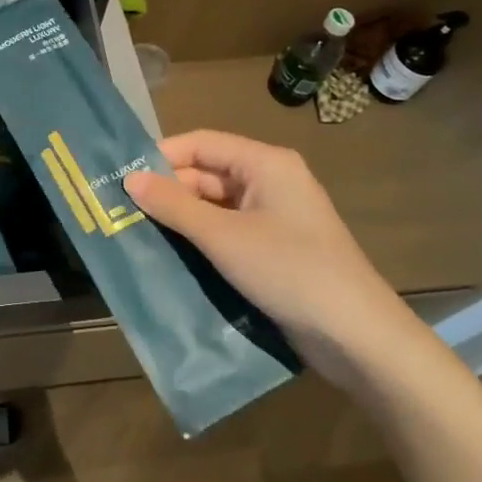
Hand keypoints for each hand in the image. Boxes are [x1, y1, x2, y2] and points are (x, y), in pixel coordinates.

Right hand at [125, 131, 425, 388]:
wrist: (358, 338)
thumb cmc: (290, 271)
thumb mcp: (223, 237)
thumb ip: (174, 205)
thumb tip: (130, 179)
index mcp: (265, 163)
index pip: (201, 143)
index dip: (161, 157)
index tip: (122, 178)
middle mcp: (270, 181)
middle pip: (206, 174)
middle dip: (168, 191)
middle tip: (123, 212)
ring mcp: (274, 217)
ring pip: (215, 205)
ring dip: (181, 219)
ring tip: (137, 234)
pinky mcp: (274, 248)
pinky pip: (228, 231)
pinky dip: (201, 240)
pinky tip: (171, 256)